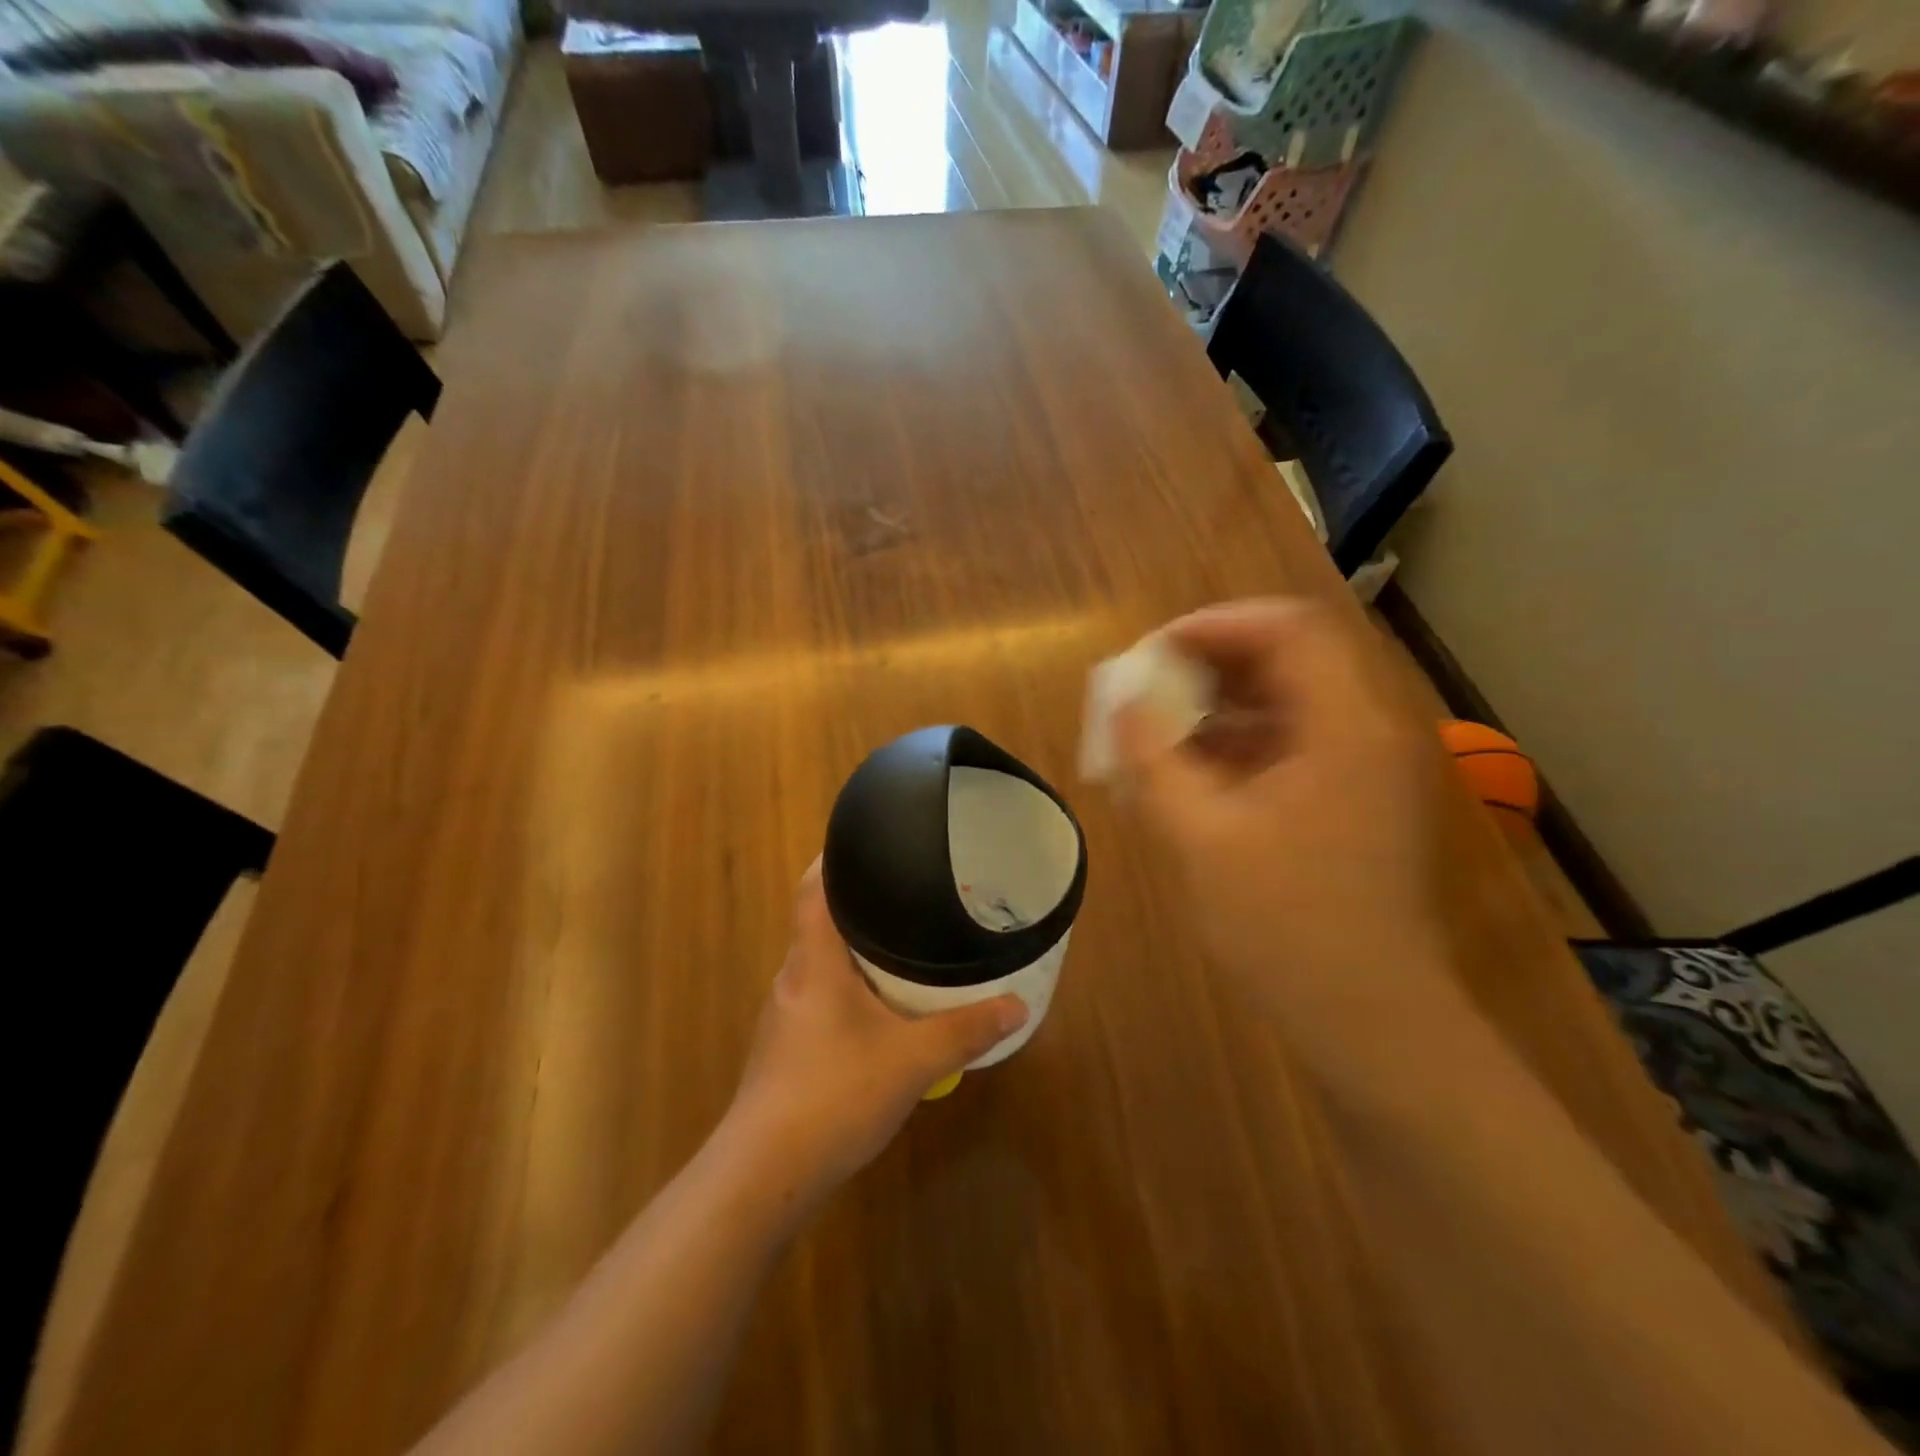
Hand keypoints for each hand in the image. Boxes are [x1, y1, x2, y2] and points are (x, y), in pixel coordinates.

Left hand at [721, 860, 1026, 1220]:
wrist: (763, 1175)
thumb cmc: (833, 1095)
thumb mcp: (912, 1061)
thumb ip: (966, 1030)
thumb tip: (1017, 1006)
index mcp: (814, 962)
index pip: (813, 889)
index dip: (834, 860)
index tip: (866, 843)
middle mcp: (793, 978)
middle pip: (819, 923)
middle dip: (859, 905)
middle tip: (906, 894)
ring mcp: (784, 1016)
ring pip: (821, 965)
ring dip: (855, 952)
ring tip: (901, 945)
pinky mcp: (785, 1050)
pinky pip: (820, 999)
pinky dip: (850, 990)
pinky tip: (880, 1011)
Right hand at [1115, 600, 1463, 1065]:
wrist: (1370, 1022)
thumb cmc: (1286, 928)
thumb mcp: (1201, 838)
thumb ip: (1153, 759)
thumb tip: (1120, 702)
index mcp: (1346, 727)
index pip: (1286, 629)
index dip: (1213, 626)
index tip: (1151, 652)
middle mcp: (1369, 732)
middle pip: (1287, 661)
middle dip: (1208, 667)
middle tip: (1147, 691)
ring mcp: (1366, 769)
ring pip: (1286, 705)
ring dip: (1218, 709)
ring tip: (1155, 735)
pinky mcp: (1355, 803)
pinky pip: (1292, 747)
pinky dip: (1238, 748)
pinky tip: (1188, 777)